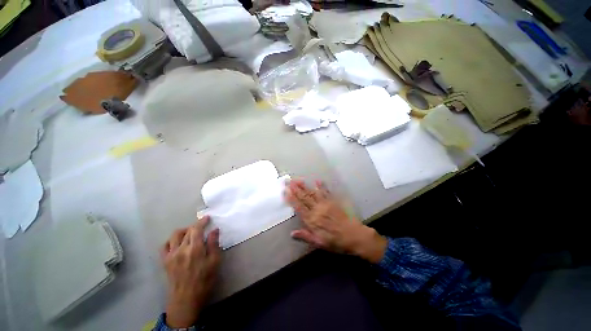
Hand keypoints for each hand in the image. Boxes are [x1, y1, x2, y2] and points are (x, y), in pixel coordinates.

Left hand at [161, 216, 220, 327]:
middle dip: (195, 226)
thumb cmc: (204, 280)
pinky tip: (177, 243)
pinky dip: (171, 241)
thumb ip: (214, 244)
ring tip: (190, 234)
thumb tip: (214, 230)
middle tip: (202, 228)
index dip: (202, 221)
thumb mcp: (215, 262)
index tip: (207, 218)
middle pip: (187, 231)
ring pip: (174, 235)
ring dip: (183, 231)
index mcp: (194, 249)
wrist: (186, 299)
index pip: (196, 229)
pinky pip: (165, 246)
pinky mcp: (165, 261)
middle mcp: (181, 249)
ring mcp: (171, 255)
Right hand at [285, 180, 387, 262]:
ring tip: (297, 179)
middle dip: (295, 189)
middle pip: (304, 198)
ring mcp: (325, 204)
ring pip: (312, 193)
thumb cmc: (335, 242)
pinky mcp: (333, 202)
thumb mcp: (319, 243)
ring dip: (304, 186)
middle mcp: (317, 210)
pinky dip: (322, 186)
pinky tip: (317, 180)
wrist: (354, 236)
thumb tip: (292, 233)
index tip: (285, 191)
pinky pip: (326, 192)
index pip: (299, 207)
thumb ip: (305, 236)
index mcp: (312, 220)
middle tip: (288, 181)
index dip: (291, 199)